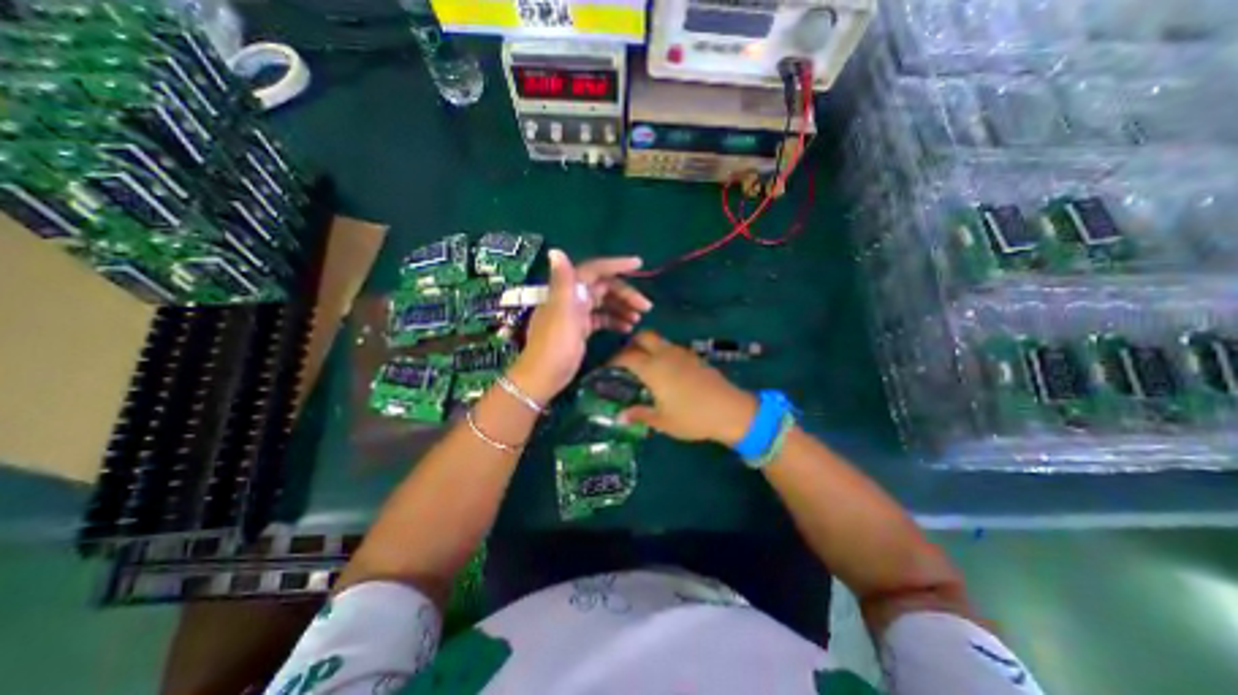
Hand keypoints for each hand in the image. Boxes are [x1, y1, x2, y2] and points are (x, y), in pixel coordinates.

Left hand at [507, 251, 651, 402]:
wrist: (544, 376)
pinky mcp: (581, 328)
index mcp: (568, 290)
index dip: (616, 265)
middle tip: (646, 307)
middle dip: (626, 293)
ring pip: (605, 303)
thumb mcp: (561, 313)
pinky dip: (615, 320)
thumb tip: (555, 251)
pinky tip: (627, 328)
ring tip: (639, 319)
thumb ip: (562, 282)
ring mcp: (577, 313)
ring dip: (623, 307)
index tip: (639, 264)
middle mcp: (573, 297)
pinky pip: (602, 318)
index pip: (595, 269)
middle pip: (604, 287)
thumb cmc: (554, 344)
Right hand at [608, 332, 754, 444]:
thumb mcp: (663, 421)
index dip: (613, 360)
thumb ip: (639, 414)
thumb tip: (620, 416)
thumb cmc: (693, 417)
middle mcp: (666, 354)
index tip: (606, 368)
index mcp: (653, 368)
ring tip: (643, 367)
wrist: (730, 410)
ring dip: (647, 347)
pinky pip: (671, 348)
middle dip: (630, 344)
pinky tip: (665, 371)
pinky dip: (661, 353)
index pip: (627, 356)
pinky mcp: (694, 357)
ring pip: (658, 340)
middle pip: (643, 337)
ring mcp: (682, 353)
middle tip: (625, 361)